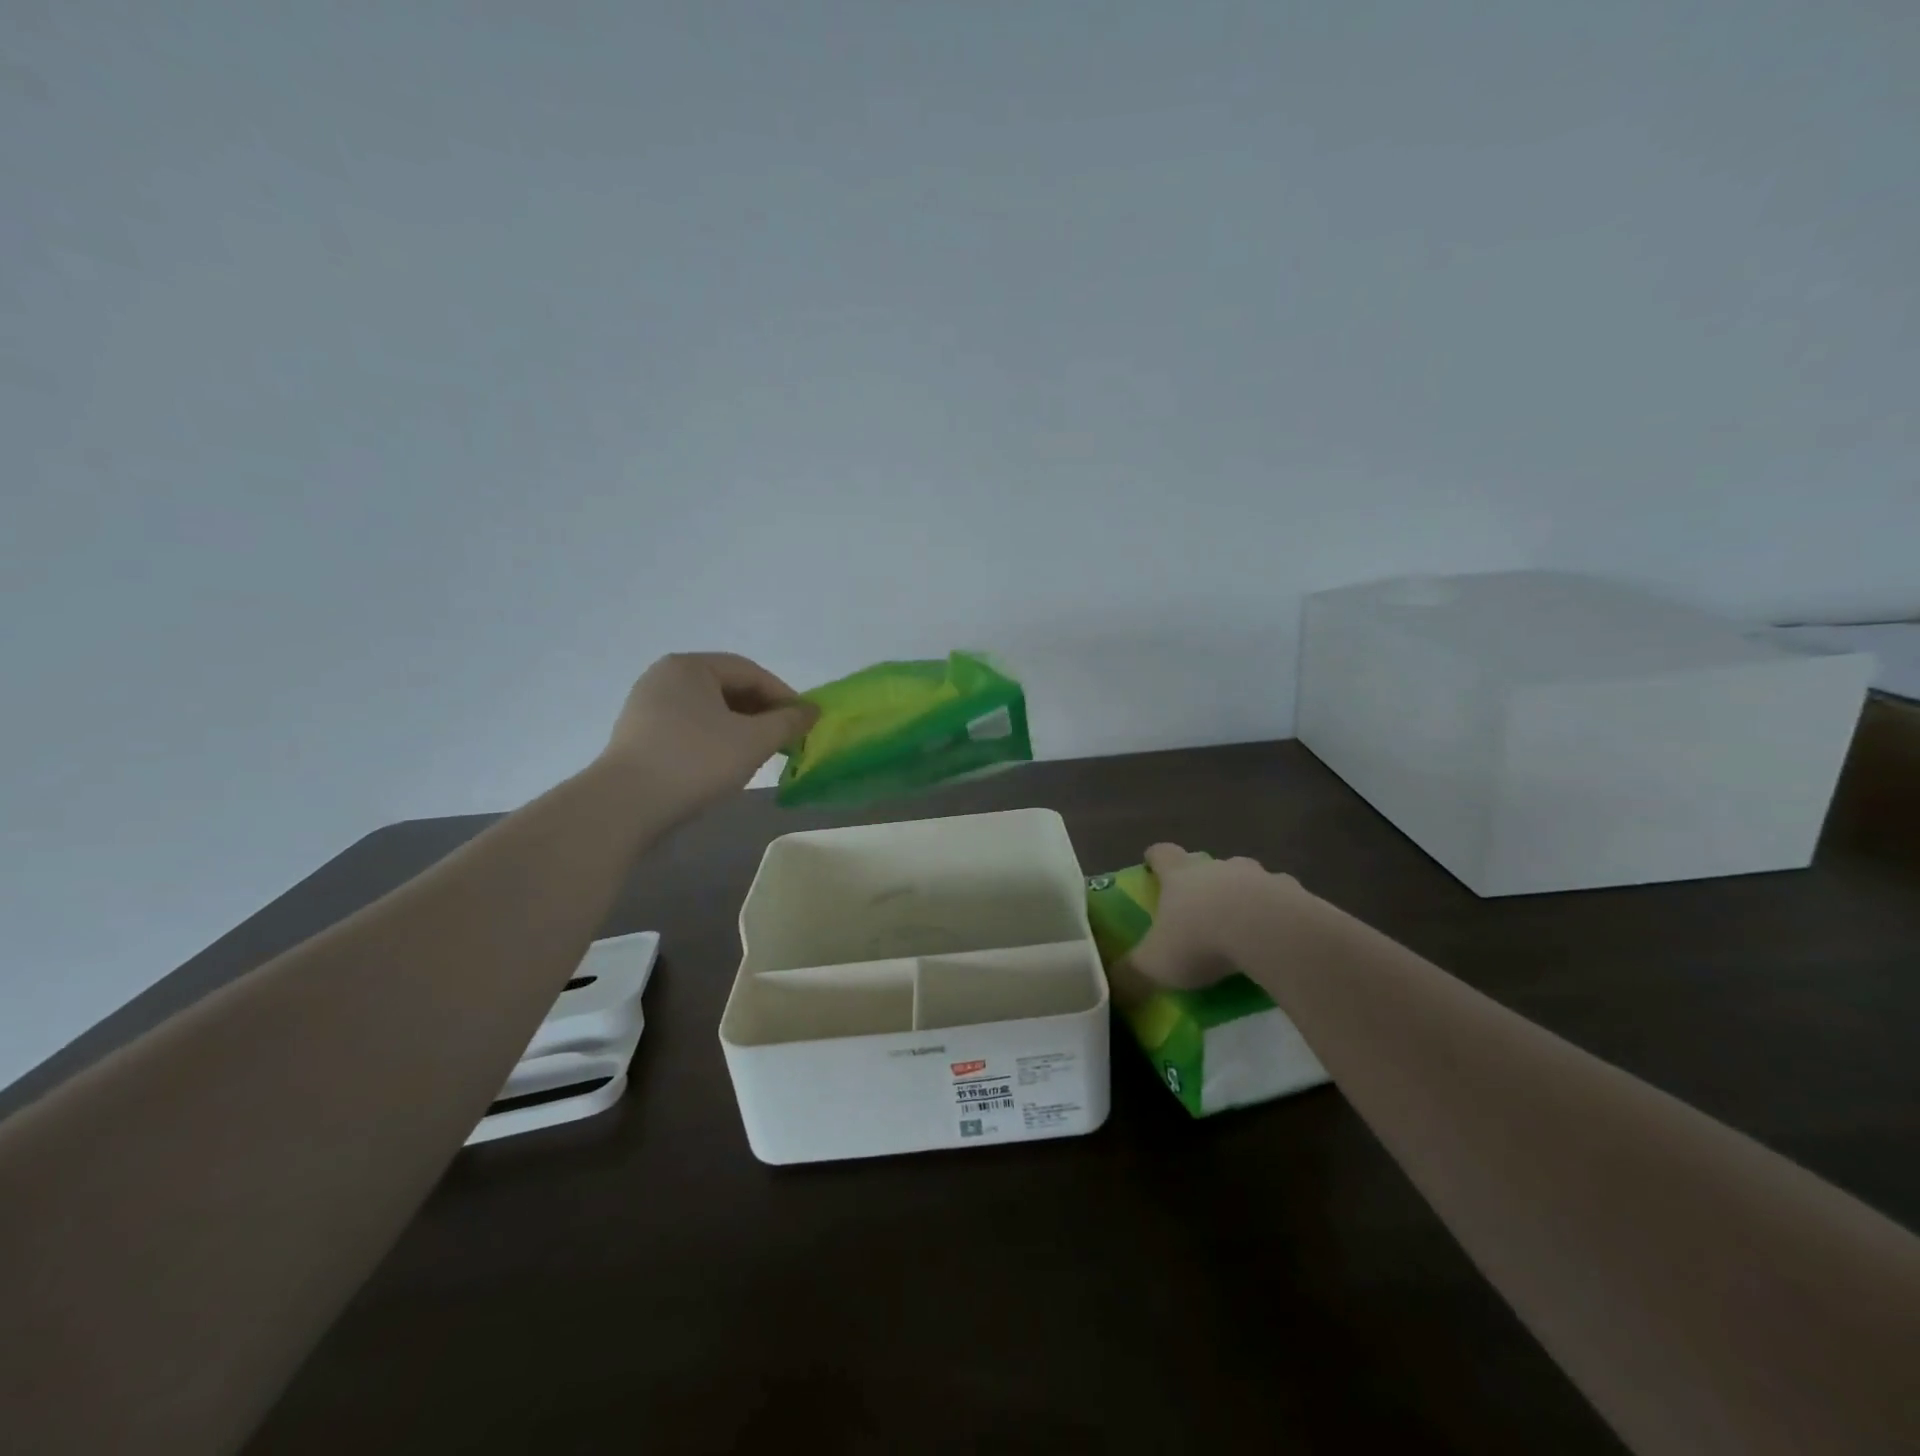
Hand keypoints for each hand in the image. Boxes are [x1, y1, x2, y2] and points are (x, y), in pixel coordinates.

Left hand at [599, 653, 818, 822]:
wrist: (625, 806)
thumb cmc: (695, 761)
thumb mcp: (753, 741)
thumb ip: (788, 722)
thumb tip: (811, 711)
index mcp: (690, 666)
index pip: (750, 672)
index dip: (784, 696)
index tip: (806, 723)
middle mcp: (665, 677)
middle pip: (728, 688)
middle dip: (763, 712)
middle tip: (787, 740)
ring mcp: (647, 706)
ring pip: (710, 710)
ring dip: (742, 727)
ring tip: (762, 753)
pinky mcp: (639, 735)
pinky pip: (690, 727)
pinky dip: (716, 739)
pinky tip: (727, 763)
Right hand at [1124, 843, 1301, 989]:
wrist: (1271, 934)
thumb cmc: (1201, 940)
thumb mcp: (1155, 964)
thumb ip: (1131, 974)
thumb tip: (1112, 986)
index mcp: (1181, 876)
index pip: (1162, 854)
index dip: (1155, 859)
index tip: (1152, 865)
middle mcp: (1218, 868)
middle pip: (1208, 864)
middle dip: (1204, 881)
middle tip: (1201, 908)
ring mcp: (1260, 877)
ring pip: (1249, 879)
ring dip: (1245, 896)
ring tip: (1245, 927)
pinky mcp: (1296, 894)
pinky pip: (1285, 901)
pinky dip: (1280, 915)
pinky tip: (1280, 940)